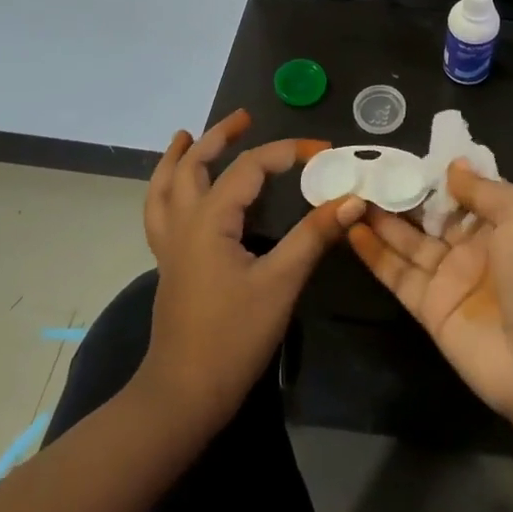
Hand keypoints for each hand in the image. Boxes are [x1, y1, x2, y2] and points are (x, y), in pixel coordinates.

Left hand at [137, 110, 365, 435]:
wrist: (184, 394)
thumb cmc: (233, 336)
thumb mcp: (281, 283)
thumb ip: (314, 237)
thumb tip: (352, 200)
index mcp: (209, 222)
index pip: (248, 168)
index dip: (286, 152)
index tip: (323, 150)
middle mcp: (184, 225)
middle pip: (194, 167)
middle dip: (218, 138)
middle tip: (244, 117)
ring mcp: (171, 246)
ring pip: (165, 188)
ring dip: (177, 158)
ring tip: (184, 137)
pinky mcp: (170, 265)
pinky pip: (160, 213)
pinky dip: (167, 189)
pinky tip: (178, 193)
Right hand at [348, 164, 512, 471]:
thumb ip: (484, 190)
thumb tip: (453, 167)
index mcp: (506, 222)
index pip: (466, 191)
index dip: (437, 175)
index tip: (405, 156)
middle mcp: (476, 247)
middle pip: (432, 214)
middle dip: (403, 194)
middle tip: (365, 171)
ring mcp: (451, 278)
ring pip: (409, 241)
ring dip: (381, 219)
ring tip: (349, 193)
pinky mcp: (429, 308)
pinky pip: (398, 274)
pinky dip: (375, 253)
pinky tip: (351, 229)